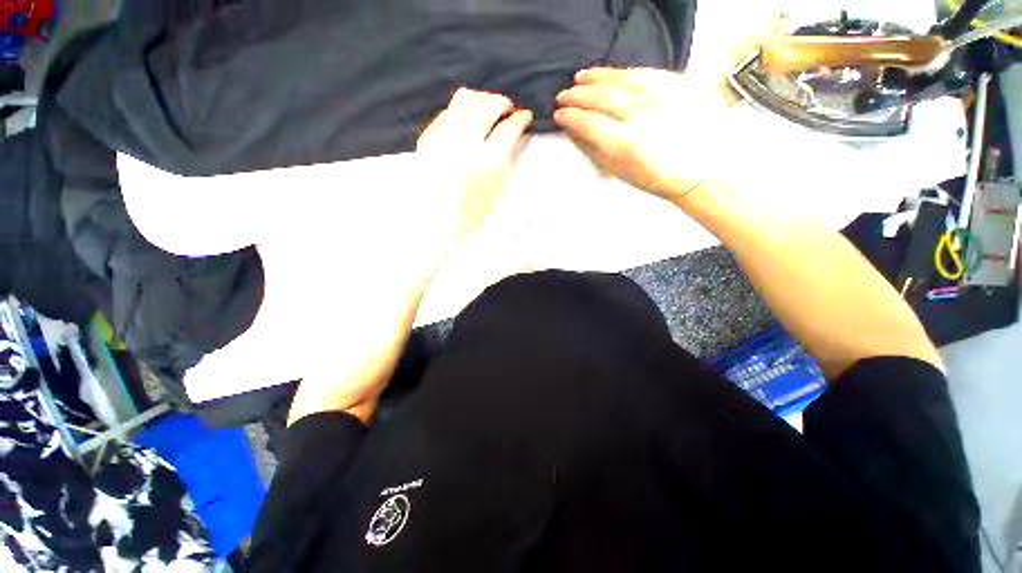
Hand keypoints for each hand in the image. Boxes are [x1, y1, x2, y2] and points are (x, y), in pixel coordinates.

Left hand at [417, 88, 532, 242]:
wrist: (434, 218)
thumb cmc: (471, 212)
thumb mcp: (497, 191)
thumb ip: (509, 162)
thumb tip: (518, 138)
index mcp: (489, 161)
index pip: (510, 127)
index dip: (521, 118)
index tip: (525, 116)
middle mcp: (468, 143)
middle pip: (489, 106)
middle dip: (503, 102)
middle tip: (508, 109)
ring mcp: (445, 136)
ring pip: (466, 99)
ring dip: (481, 98)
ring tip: (486, 107)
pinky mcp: (429, 136)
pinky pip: (446, 110)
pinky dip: (460, 109)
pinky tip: (465, 118)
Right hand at [554, 67, 728, 202]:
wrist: (700, 168)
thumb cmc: (656, 177)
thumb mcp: (620, 171)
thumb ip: (595, 150)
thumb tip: (575, 132)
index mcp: (628, 142)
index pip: (589, 122)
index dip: (570, 117)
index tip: (558, 115)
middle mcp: (644, 113)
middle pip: (602, 96)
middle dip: (577, 95)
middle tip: (563, 96)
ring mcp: (663, 95)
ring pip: (621, 78)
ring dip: (596, 77)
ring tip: (580, 78)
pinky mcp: (677, 84)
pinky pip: (643, 72)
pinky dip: (622, 72)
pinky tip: (610, 75)